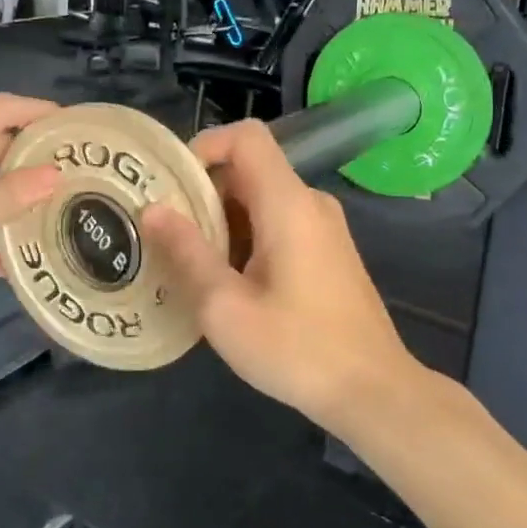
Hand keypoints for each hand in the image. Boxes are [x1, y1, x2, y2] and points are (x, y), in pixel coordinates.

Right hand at [141, 121, 415, 425]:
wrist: (373, 391)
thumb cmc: (296, 349)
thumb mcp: (225, 306)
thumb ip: (187, 252)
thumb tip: (153, 209)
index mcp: (288, 203)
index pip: (246, 136)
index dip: (204, 147)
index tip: (172, 187)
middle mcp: (310, 203)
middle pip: (249, 169)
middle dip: (204, 193)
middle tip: (168, 233)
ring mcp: (324, 227)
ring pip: (262, 199)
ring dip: (222, 220)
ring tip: (190, 262)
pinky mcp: (328, 252)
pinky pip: (278, 223)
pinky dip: (246, 237)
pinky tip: (227, 282)